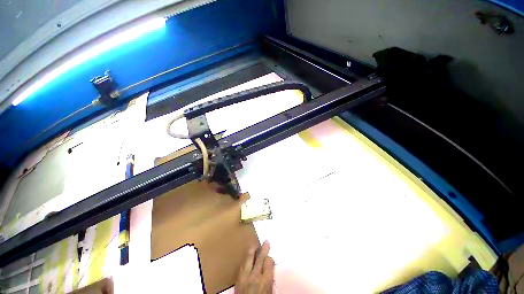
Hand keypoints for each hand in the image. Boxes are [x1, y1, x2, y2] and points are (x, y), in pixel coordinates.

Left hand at [235, 241, 274, 293]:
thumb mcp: (270, 293)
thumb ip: (270, 280)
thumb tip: (270, 271)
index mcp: (265, 281)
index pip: (269, 262)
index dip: (270, 259)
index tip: (270, 259)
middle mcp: (255, 276)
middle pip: (260, 258)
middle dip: (264, 249)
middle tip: (266, 241)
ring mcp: (245, 276)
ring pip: (249, 258)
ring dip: (253, 251)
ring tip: (256, 245)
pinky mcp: (238, 279)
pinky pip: (242, 265)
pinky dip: (246, 259)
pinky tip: (247, 257)